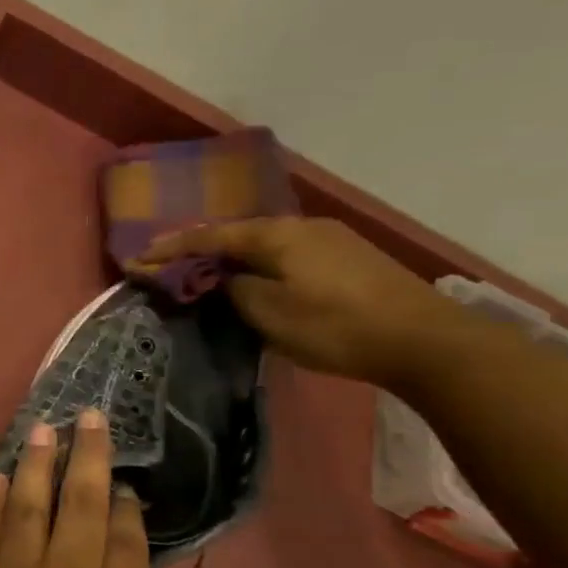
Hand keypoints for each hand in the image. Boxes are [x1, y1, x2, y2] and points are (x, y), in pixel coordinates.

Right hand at [142, 217, 471, 386]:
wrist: (427, 341)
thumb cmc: (337, 326)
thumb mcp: (270, 314)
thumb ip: (235, 291)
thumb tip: (225, 279)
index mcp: (277, 235)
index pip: (211, 235)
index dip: (172, 247)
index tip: (139, 256)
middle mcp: (303, 226)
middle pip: (239, 233)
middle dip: (202, 249)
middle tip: (172, 265)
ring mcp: (332, 239)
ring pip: (266, 243)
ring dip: (234, 257)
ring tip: (210, 274)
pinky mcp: (351, 258)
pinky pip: (288, 253)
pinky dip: (262, 264)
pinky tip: (258, 279)